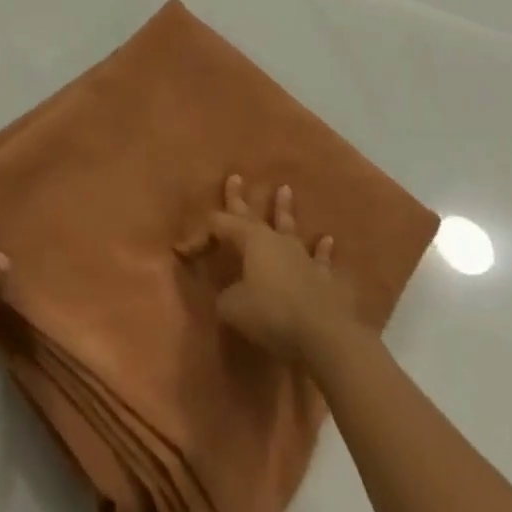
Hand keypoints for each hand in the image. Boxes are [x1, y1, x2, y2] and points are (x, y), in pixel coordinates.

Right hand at [178, 174, 358, 365]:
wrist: (325, 335)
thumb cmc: (272, 314)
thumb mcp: (233, 308)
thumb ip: (225, 297)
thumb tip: (228, 296)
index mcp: (250, 241)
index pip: (219, 226)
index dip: (200, 236)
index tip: (183, 251)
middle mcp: (276, 241)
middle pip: (252, 215)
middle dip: (239, 198)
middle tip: (236, 177)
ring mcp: (303, 257)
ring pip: (289, 227)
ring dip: (285, 210)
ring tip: (285, 189)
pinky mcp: (325, 278)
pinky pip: (321, 259)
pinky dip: (322, 250)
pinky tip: (328, 240)